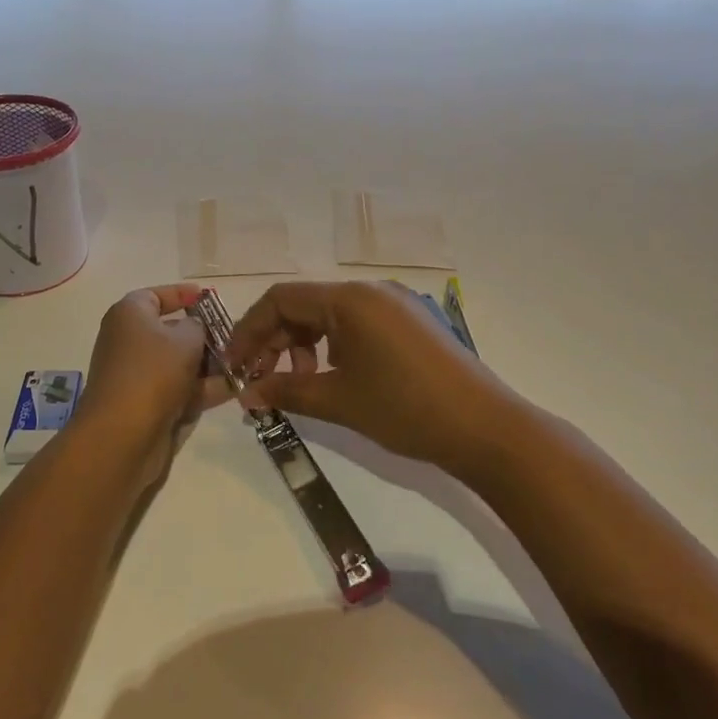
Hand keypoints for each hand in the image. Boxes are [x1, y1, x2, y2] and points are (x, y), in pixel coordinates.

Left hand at [74, 285, 229, 482]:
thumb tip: (195, 328)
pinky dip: (203, 388)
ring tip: (244, 364)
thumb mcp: (186, 338)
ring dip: (210, 365)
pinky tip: (235, 388)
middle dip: (205, 335)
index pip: (156, 295)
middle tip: (236, 336)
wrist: (122, 435)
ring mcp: (138, 375)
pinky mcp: (148, 404)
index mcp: (130, 315)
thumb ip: (198, 326)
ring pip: (179, 363)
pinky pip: (180, 389)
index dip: (183, 294)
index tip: (209, 297)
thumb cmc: (153, 371)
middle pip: (171, 331)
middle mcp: (130, 341)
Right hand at [225, 281, 518, 473]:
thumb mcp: (339, 401)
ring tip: (299, 385)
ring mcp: (395, 304)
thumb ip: (286, 392)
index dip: (249, 331)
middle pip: (305, 305)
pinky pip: (357, 324)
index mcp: (350, 299)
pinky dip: (334, 347)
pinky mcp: (411, 323)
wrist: (485, 428)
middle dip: (274, 342)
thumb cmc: (405, 409)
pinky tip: (334, 377)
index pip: (281, 299)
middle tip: (259, 381)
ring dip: (303, 346)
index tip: (233, 365)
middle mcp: (371, 290)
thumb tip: (245, 395)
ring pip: (331, 316)